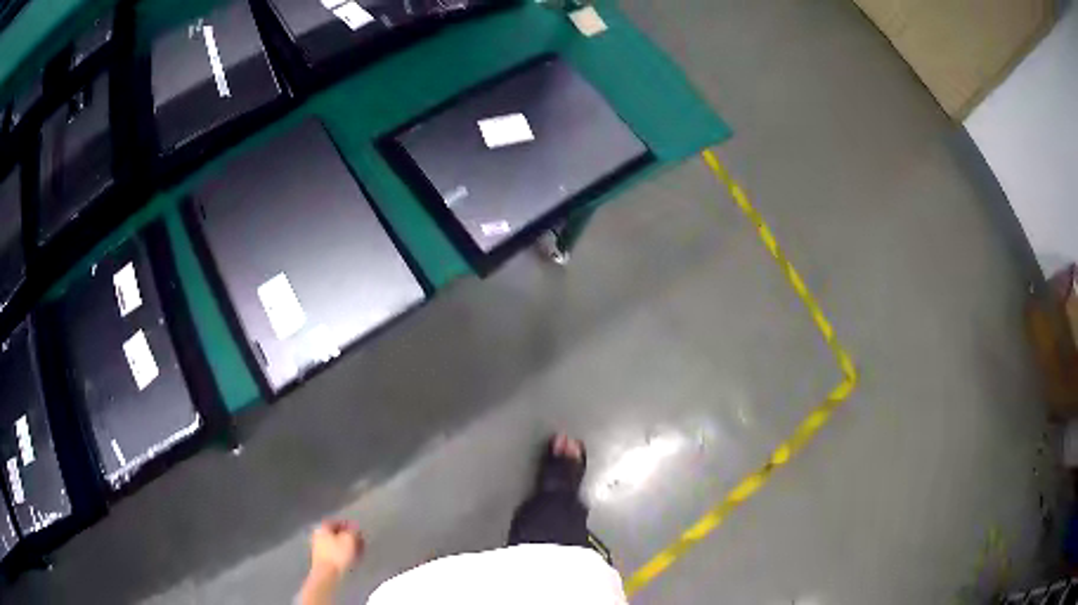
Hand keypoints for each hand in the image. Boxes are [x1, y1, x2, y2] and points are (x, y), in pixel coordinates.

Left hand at [300, 521, 364, 604]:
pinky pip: (334, 552)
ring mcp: (318, 547)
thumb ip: (353, 531)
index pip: (337, 521)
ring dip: (346, 546)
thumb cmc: (337, 554)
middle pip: (336, 533)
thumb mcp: (349, 540)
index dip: (348, 525)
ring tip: (358, 551)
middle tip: (359, 541)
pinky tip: (350, 558)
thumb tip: (355, 526)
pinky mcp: (322, 559)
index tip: (358, 530)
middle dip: (348, 536)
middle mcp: (318, 534)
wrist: (326, 574)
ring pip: (335, 543)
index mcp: (323, 527)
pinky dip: (342, 553)